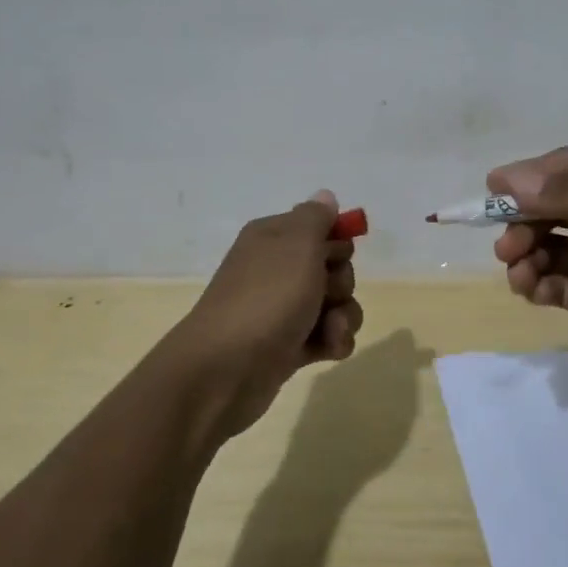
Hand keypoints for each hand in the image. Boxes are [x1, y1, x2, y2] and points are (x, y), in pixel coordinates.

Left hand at [159, 190, 364, 440]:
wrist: (224, 371)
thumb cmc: (266, 299)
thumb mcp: (297, 246)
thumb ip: (316, 218)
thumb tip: (325, 196)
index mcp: (273, 238)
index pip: (319, 227)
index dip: (335, 242)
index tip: (334, 256)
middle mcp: (276, 269)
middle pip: (332, 266)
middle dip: (342, 282)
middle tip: (325, 293)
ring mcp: (281, 309)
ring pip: (334, 303)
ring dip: (343, 316)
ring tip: (331, 330)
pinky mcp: (287, 345)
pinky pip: (326, 335)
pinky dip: (333, 341)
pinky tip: (329, 350)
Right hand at [488, 147, 567, 392]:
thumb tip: (512, 179)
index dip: (531, 175)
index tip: (494, 188)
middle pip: (552, 208)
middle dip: (523, 221)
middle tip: (505, 245)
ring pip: (548, 246)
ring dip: (525, 255)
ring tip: (518, 273)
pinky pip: (554, 283)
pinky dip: (536, 284)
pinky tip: (531, 291)